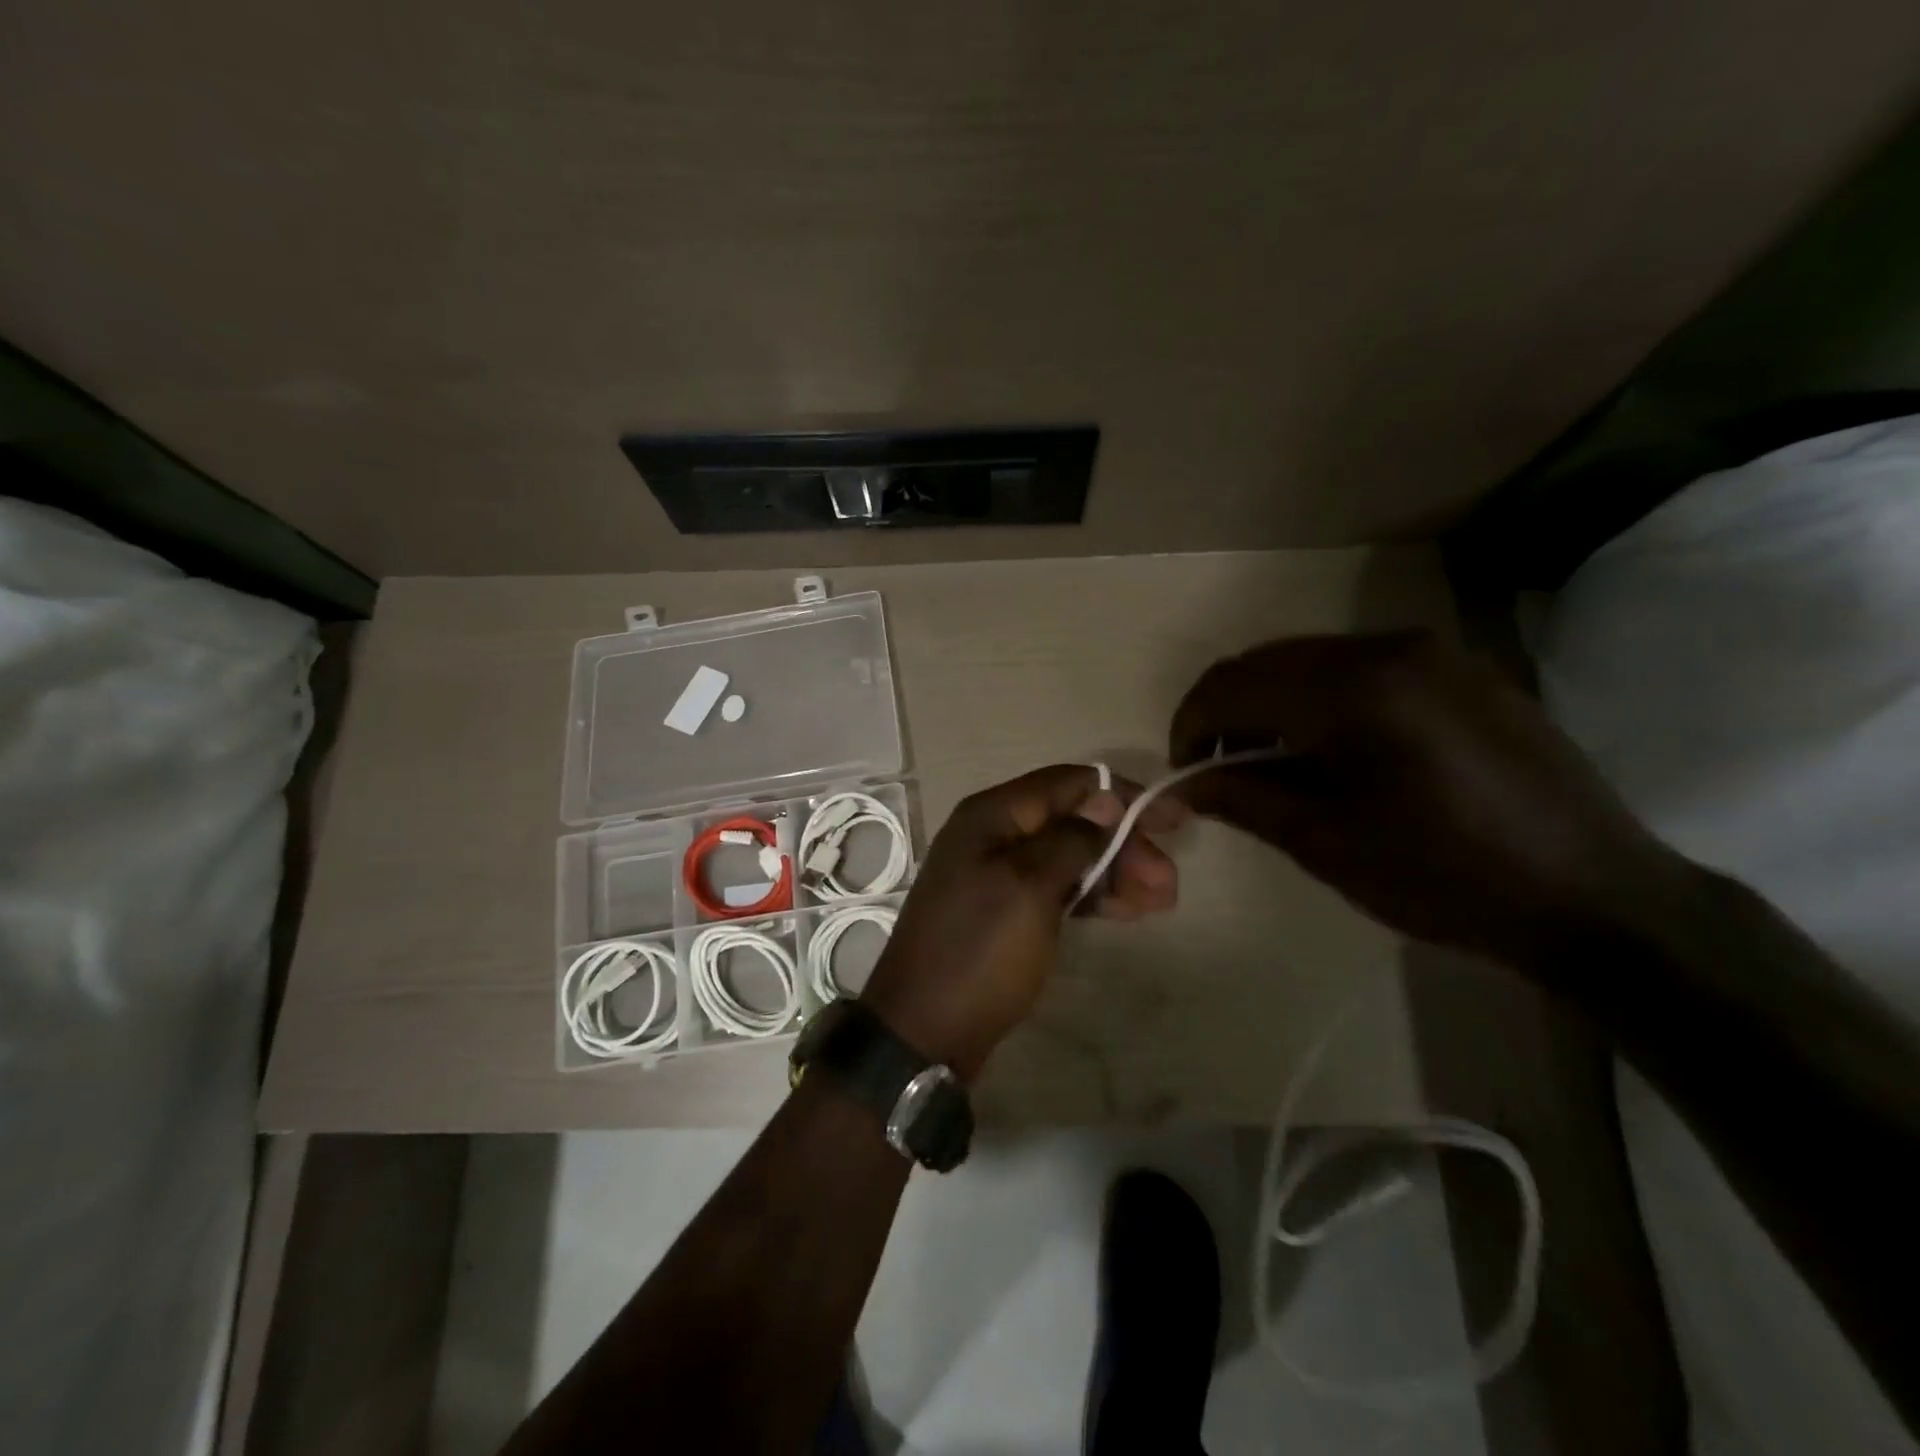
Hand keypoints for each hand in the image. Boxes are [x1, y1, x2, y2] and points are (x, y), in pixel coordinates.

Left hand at [860, 765, 1184, 1080]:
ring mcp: (995, 874)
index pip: (1068, 784)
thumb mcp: (1029, 887)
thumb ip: (1071, 839)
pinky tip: (1125, 911)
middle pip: (1071, 821)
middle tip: (1169, 883)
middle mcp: (992, 835)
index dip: (1123, 795)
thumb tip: (1103, 804)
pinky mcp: (1002, 910)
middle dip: (1123, 844)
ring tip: (1161, 901)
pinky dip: (1090, 894)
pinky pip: (1055, 887)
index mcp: (991, 815)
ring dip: (1114, 872)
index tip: (1174, 820)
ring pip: (1067, 856)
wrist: (924, 1030)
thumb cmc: (980, 950)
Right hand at [1168, 631, 1698, 969]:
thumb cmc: (1444, 876)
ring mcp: (1430, 651)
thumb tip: (1184, 783)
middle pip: (1266, 660)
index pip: (1232, 684)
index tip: (1185, 772)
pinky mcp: (1459, 668)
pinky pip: (1359, 666)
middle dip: (1227, 710)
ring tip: (1274, 761)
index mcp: (1351, 689)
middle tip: (1221, 768)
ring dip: (1272, 702)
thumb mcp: (1324, 842)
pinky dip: (1320, 697)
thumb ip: (1242, 797)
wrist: (1593, 895)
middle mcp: (1386, 647)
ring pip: (1310, 659)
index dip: (1190, 724)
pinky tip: (1333, 748)